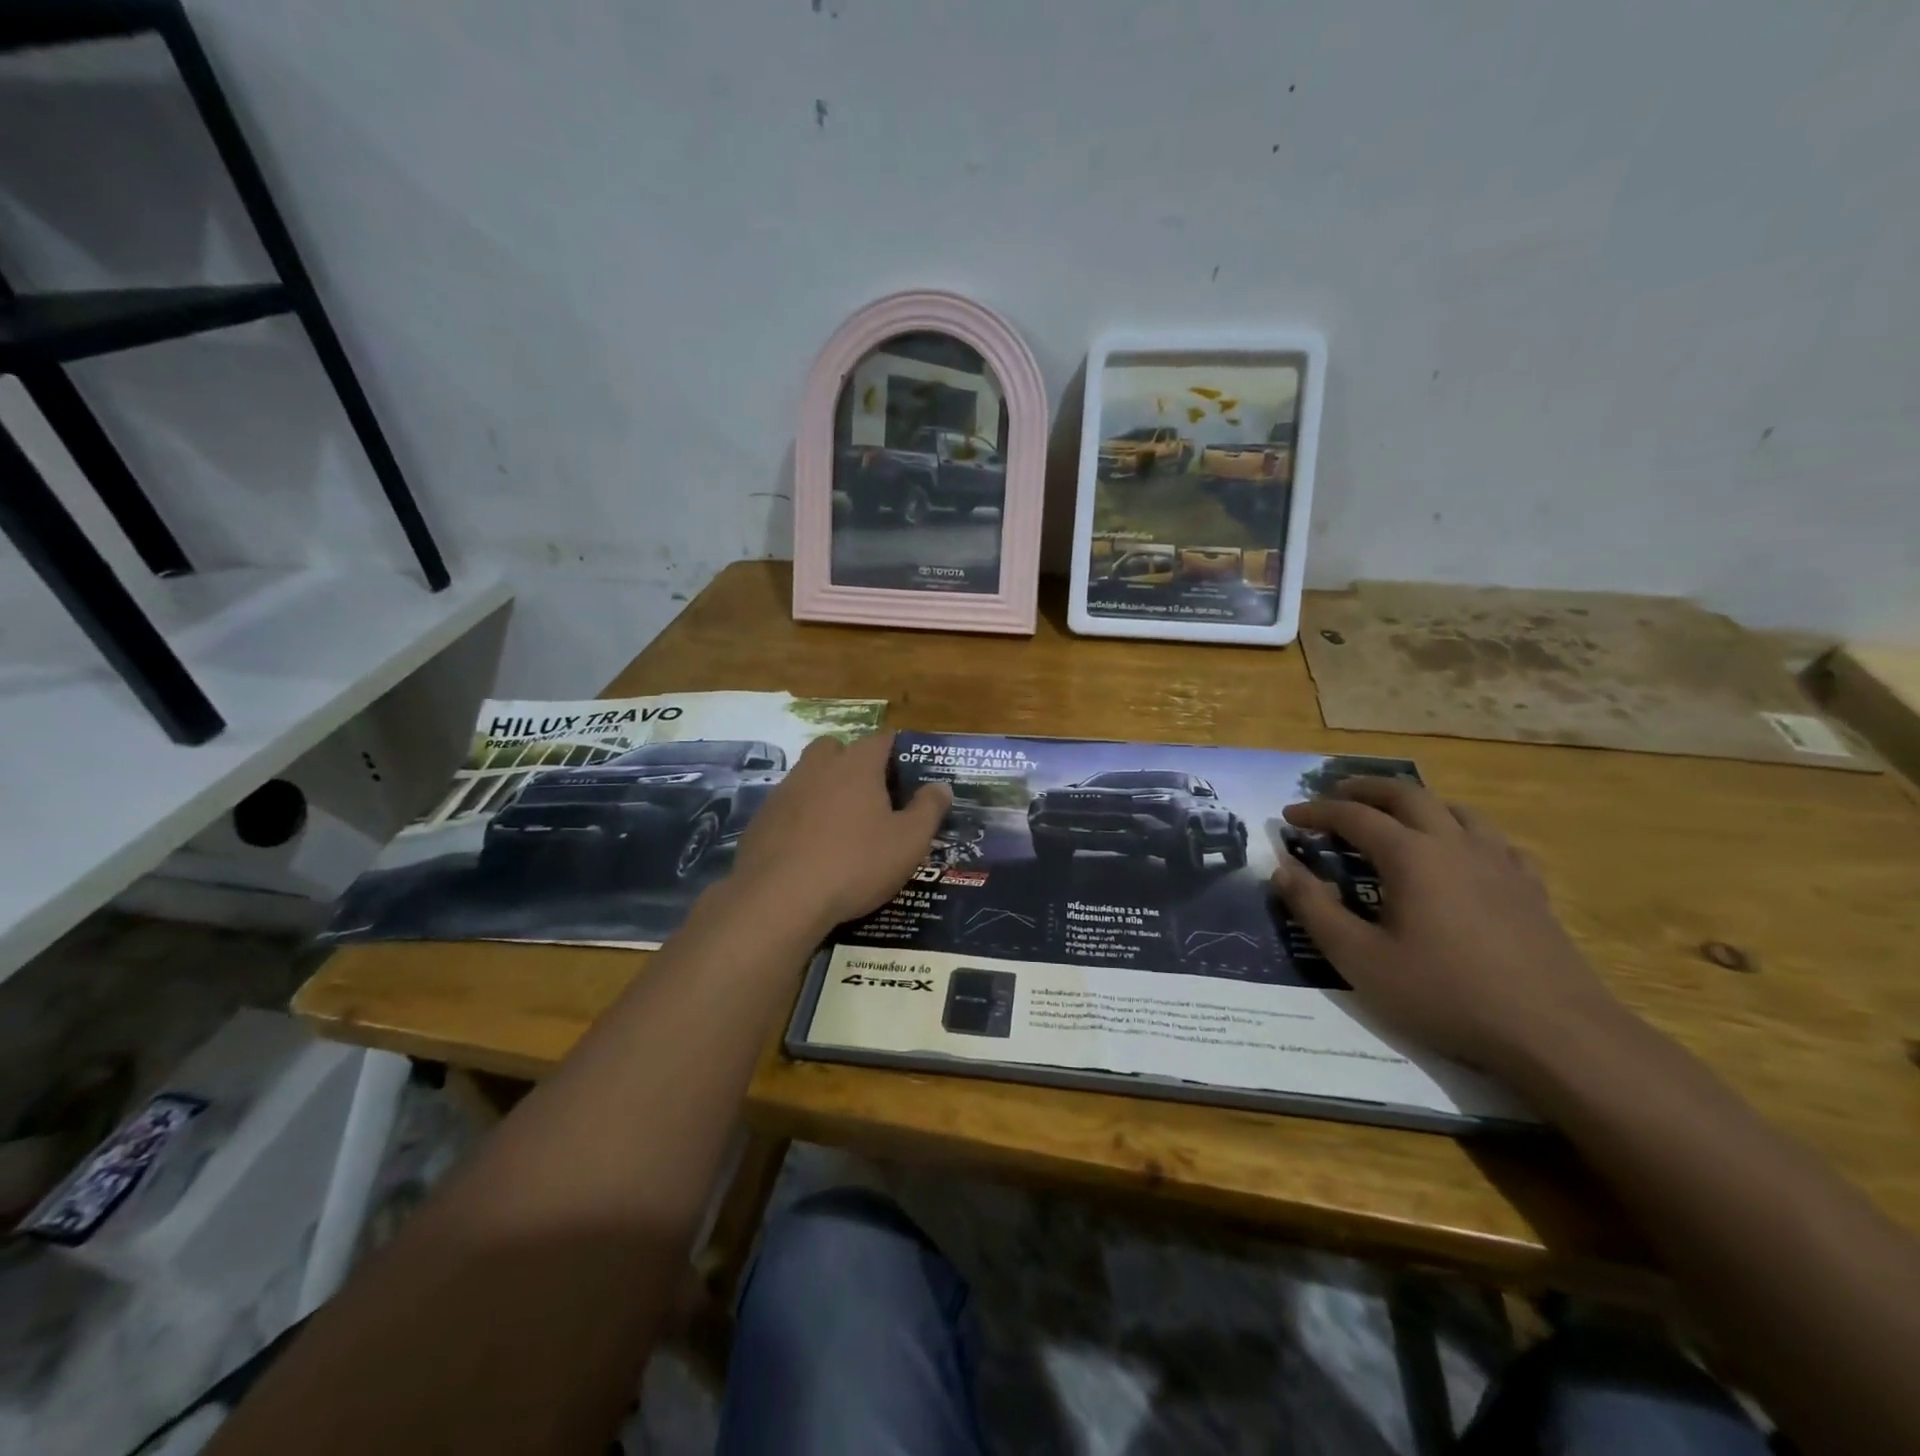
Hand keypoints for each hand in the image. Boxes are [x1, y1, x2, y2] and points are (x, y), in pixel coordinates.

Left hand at [731, 732, 951, 932]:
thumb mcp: (908, 842)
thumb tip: (941, 786)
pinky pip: (787, 806)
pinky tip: (810, 848)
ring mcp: (784, 791)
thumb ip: (928, 810)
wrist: (780, 898)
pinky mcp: (761, 819)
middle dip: (852, 761)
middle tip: (871, 794)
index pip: (880, 739)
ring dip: (824, 789)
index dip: (895, 750)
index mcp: (857, 765)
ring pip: (808, 775)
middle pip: (836, 748)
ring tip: (842, 824)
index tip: (906, 769)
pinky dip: (801, 817)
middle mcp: (818, 767)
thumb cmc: (856, 864)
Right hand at [1270, 777, 1624, 1076]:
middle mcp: (1454, 844)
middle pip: (1406, 795)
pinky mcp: (1530, 888)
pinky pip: (1493, 840)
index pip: (1353, 816)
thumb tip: (1282, 869)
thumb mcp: (1360, 958)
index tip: (1288, 816)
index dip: (1316, 811)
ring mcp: (1499, 863)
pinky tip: (1464, 853)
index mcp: (1411, 856)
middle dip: (1365, 789)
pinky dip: (1464, 832)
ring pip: (1454, 809)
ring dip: (1416, 802)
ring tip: (1395, 813)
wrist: (1554, 1032)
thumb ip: (1314, 909)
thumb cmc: (1445, 993)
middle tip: (1336, 793)